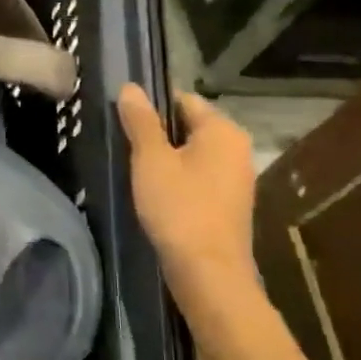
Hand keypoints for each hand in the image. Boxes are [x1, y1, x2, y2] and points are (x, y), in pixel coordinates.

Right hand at [117, 84, 258, 311]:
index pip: (183, 100)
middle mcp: (237, 149)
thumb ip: (140, 121)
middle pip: (189, 127)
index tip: (123, 121)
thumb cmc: (179, 208)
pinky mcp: (229, 205)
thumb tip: (130, 87)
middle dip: (157, 135)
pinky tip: (156, 196)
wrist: (208, 272)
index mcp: (223, 130)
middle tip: (125, 147)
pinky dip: (178, 181)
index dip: (151, 106)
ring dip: (166, 160)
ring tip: (136, 172)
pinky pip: (199, 179)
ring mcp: (236, 179)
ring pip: (193, 155)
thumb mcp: (151, 159)